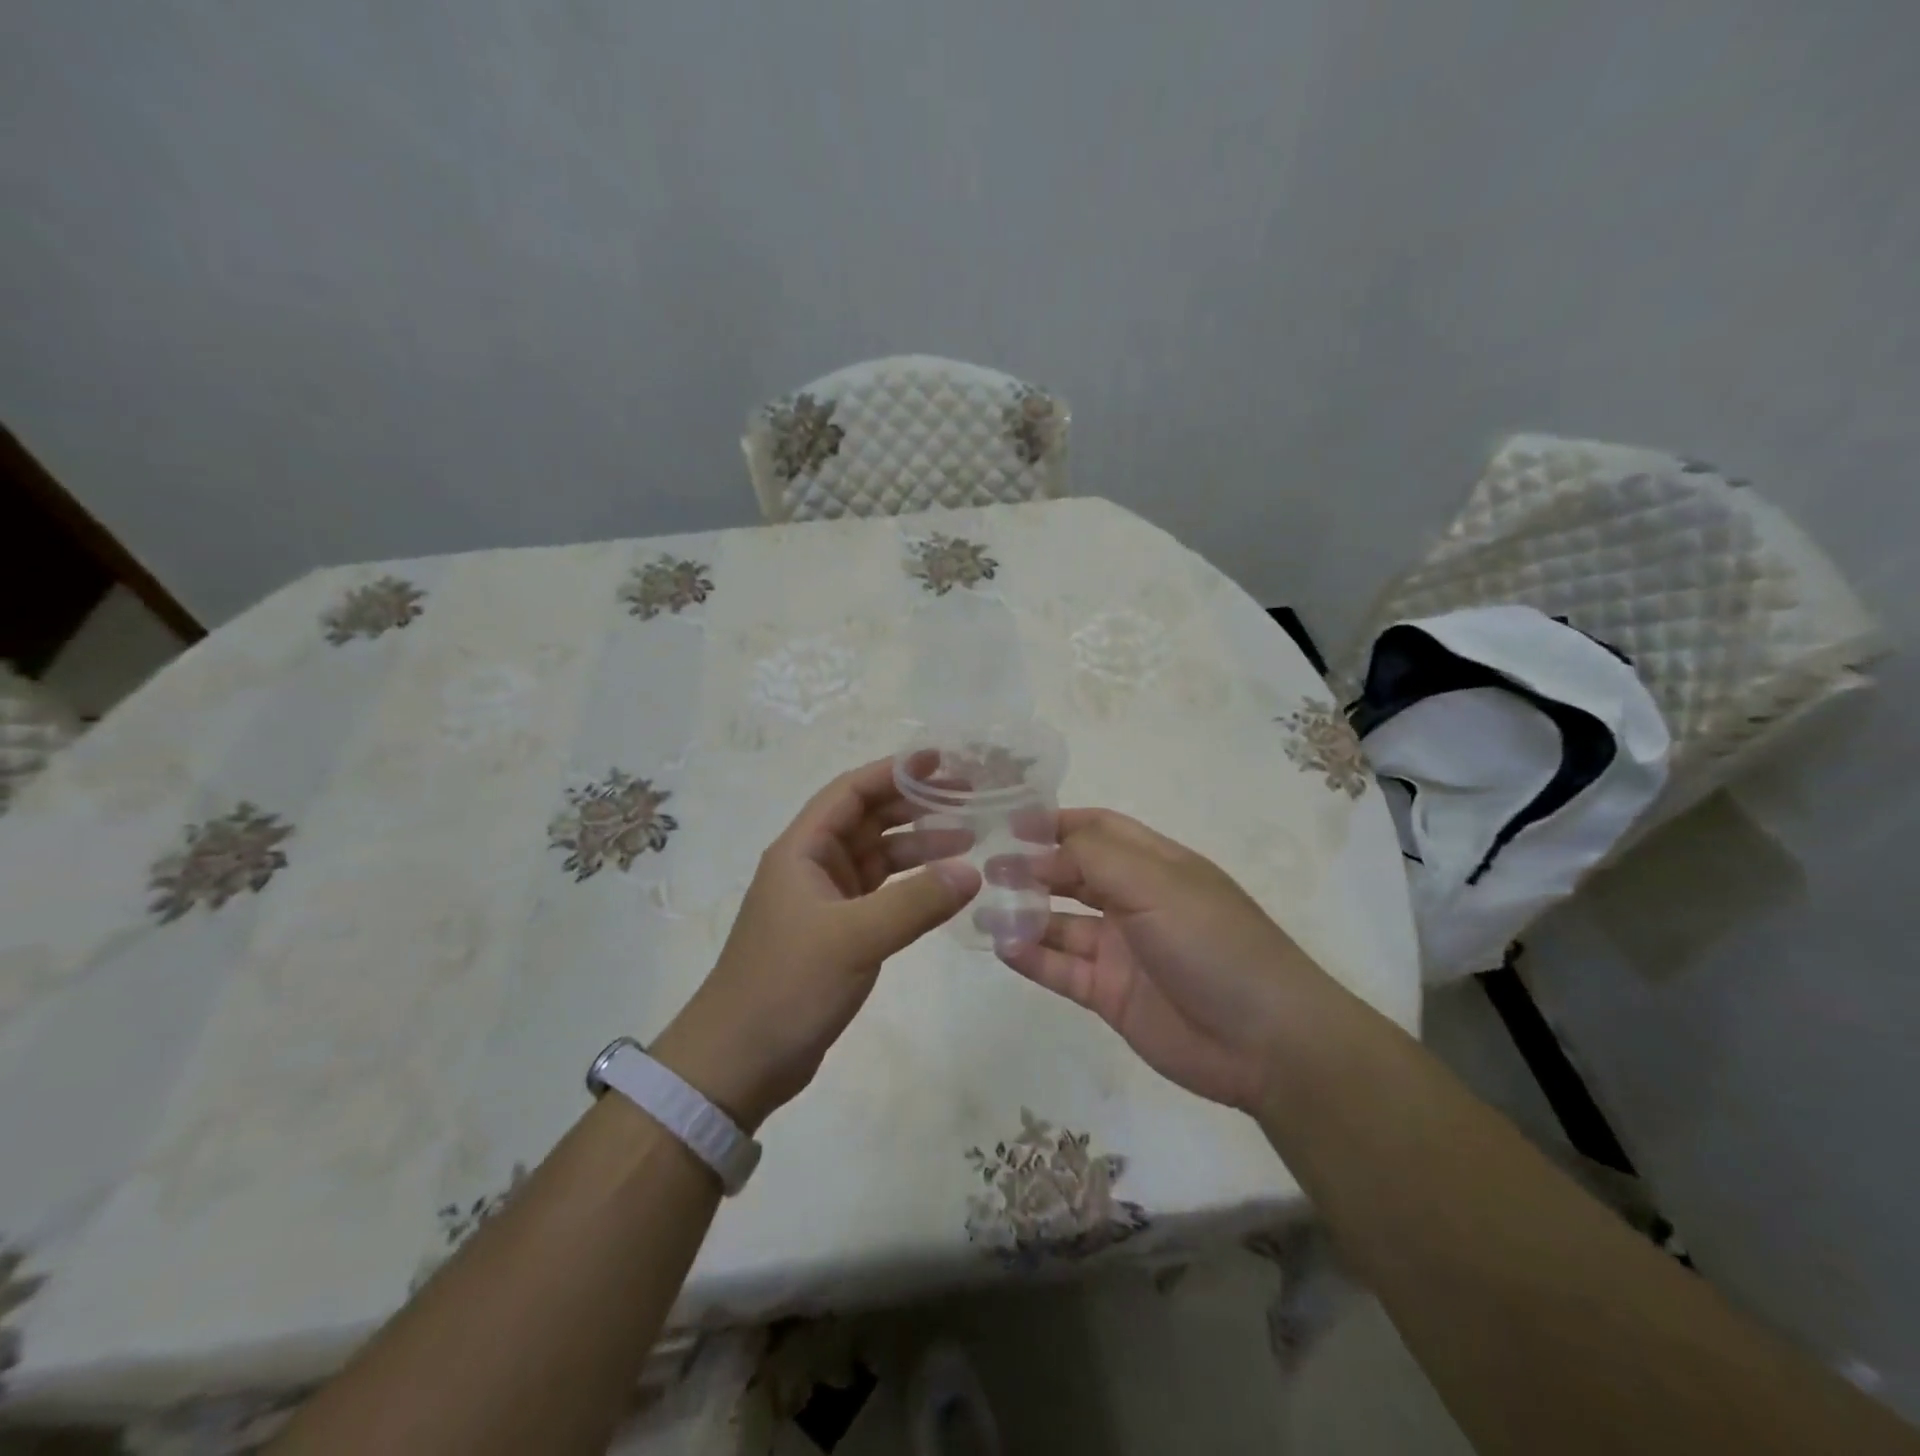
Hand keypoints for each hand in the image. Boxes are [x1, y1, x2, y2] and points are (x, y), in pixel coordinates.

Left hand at [652, 759, 980, 1130]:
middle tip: (970, 798)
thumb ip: (915, 902)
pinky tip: (944, 887)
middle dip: (915, 805)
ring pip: (877, 856)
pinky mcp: (837, 933)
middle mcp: (813, 866)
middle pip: (868, 819)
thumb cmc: (786, 986)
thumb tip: (972, 871)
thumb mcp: (854, 939)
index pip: (851, 792)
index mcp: (802, 850)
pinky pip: (881, 893)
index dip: (894, 771)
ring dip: (918, 845)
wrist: (738, 1061)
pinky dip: (911, 885)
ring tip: (969, 839)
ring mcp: (825, 901)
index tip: (941, 761)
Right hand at [998, 809, 1333, 1111]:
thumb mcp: (1156, 884)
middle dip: (1032, 867)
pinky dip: (1031, 957)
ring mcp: (1120, 949)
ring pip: (1061, 924)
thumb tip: (1037, 852)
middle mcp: (1134, 901)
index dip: (1056, 823)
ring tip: (983, 906)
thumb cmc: (1213, 942)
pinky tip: (1002, 946)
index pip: (1097, 829)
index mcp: (1154, 864)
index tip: (1009, 822)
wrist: (1266, 1042)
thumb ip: (1092, 859)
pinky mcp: (1109, 994)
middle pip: (1073, 874)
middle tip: (986, 866)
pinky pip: (1061, 969)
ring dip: (1024, 913)